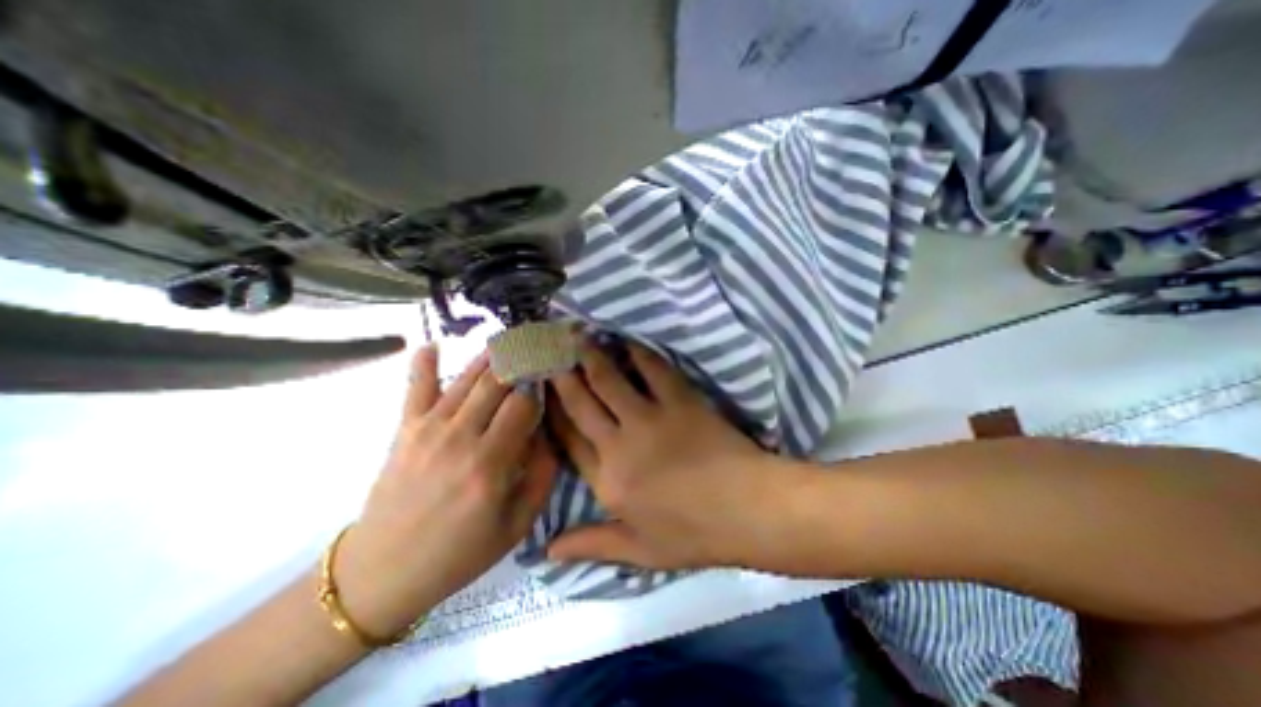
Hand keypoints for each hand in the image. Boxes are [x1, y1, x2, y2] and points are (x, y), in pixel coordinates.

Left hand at [337, 344, 551, 636]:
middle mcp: (460, 438)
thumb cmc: (460, 552)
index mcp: (489, 464)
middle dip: (521, 362)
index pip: (524, 406)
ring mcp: (429, 429)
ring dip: (490, 357)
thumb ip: (542, 475)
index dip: (540, 391)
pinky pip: (415, 388)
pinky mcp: (406, 430)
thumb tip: (549, 433)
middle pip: (497, 383)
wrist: (384, 573)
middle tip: (538, 348)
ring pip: (466, 379)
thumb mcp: (517, 524)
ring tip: (510, 340)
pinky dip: (423, 363)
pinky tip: (433, 344)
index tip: (550, 386)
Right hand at [548, 341, 789, 574]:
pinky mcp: (680, 401)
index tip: (541, 392)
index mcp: (608, 481)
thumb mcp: (640, 551)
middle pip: (582, 403)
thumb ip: (592, 545)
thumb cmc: (694, 534)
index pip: (568, 440)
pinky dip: (638, 353)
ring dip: (592, 357)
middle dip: (563, 376)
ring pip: (609, 381)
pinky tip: (628, 341)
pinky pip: (653, 370)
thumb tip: (546, 551)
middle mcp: (620, 444)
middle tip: (550, 352)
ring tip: (577, 337)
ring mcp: (650, 418)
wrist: (747, 510)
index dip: (552, 414)